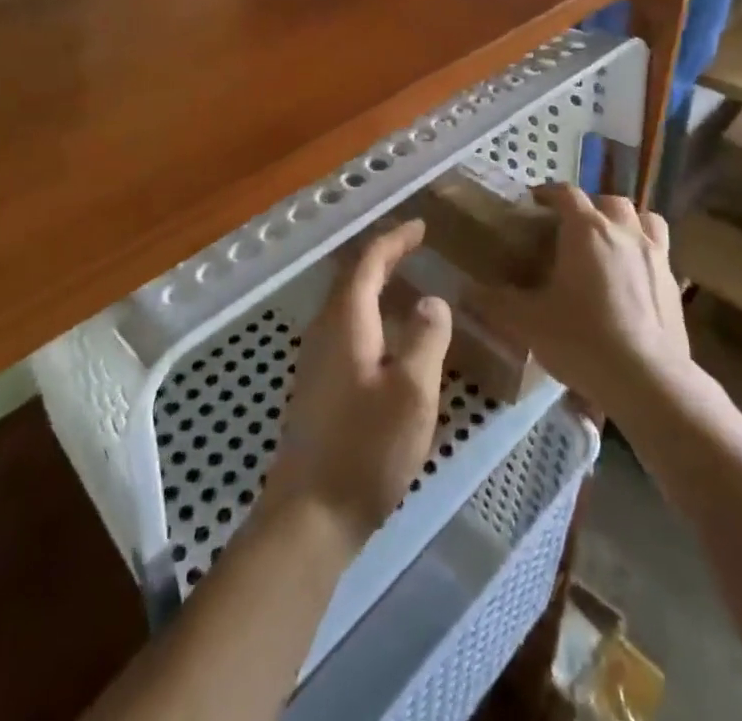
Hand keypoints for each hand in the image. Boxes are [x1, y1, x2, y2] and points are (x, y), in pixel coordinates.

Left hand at [262, 221, 450, 549]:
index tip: (420, 226)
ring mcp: (316, 359)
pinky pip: (346, 327)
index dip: (394, 239)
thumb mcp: (412, 392)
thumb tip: (432, 300)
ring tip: (405, 280)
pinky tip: (388, 335)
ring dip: (374, 283)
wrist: (309, 516)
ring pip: (347, 303)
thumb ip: (426, 339)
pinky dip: (369, 311)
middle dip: (382, 255)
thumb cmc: (365, 449)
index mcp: (346, 321)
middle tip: (414, 244)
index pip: (368, 262)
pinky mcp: (317, 385)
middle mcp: (325, 330)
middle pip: (352, 277)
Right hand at [476, 185, 691, 417]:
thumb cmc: (582, 339)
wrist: (648, 380)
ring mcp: (656, 255)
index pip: (566, 193)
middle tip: (572, 227)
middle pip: (609, 202)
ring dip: (627, 222)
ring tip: (612, 241)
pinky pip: (661, 253)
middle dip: (590, 206)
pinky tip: (635, 279)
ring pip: (645, 219)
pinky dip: (646, 254)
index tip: (534, 202)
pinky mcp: (675, 284)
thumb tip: (465, 291)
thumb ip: (495, 303)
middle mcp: (624, 232)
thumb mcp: (527, 322)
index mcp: (586, 230)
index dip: (549, 193)